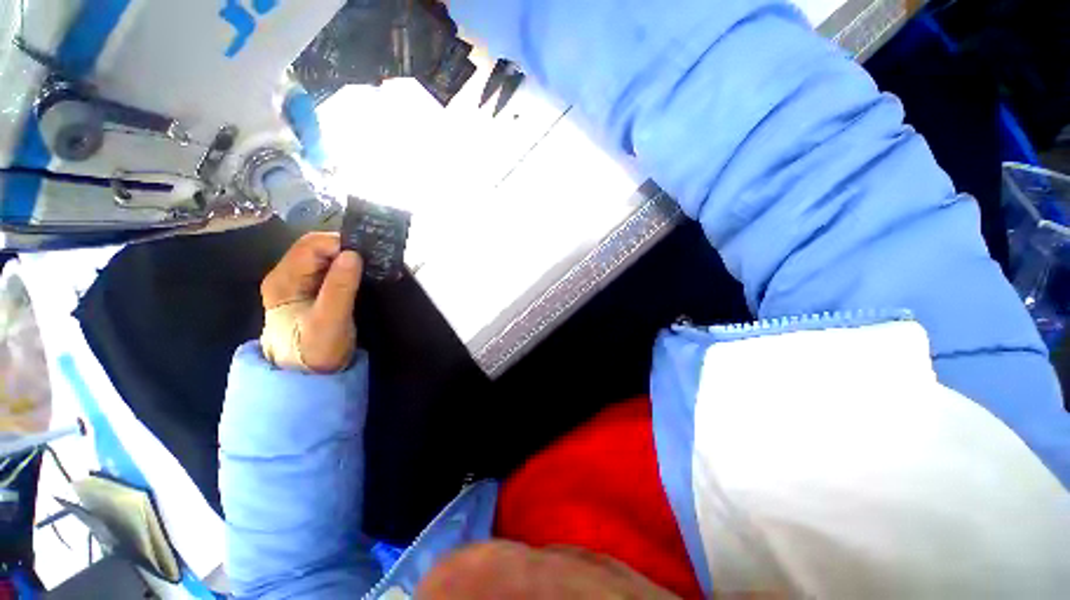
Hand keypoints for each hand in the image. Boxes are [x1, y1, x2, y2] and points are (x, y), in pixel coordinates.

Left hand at [260, 233, 362, 372]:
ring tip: (371, 265)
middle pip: (317, 247)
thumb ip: (339, 288)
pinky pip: (329, 269)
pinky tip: (362, 274)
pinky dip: (347, 267)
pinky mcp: (311, 290)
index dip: (340, 244)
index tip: (368, 254)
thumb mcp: (330, 321)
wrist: (305, 375)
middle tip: (373, 260)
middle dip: (346, 248)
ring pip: (325, 256)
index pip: (312, 246)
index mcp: (284, 280)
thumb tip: (353, 255)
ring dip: (348, 257)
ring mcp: (298, 282)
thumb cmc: (315, 350)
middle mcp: (287, 275)